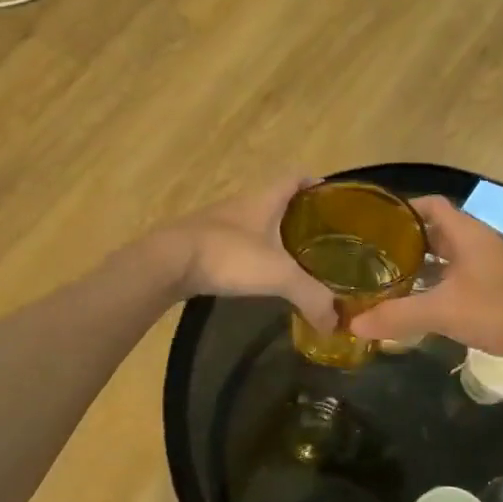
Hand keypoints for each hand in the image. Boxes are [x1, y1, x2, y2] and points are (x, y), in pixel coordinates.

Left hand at [159, 179, 337, 330]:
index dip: (313, 183)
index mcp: (264, 199)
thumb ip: (311, 296)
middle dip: (298, 214)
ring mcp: (219, 224)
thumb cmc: (228, 255)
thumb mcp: (278, 275)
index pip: (294, 178)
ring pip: (255, 222)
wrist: (167, 263)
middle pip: (276, 200)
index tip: (331, 198)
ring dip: (273, 235)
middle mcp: (242, 205)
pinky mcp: (203, 244)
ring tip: (294, 258)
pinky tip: (258, 274)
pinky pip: (236, 243)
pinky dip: (251, 253)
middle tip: (321, 237)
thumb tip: (335, 323)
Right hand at [351, 197, 502, 365]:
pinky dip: (438, 286)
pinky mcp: (499, 289)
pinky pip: (459, 278)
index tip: (372, 225)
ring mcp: (491, 266)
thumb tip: (352, 324)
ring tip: (388, 282)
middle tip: (371, 258)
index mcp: (466, 233)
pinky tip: (422, 306)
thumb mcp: (443, 311)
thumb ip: (397, 316)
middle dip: (405, 243)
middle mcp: (478, 243)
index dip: (402, 209)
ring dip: (421, 267)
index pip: (429, 205)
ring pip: (448, 258)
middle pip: (436, 232)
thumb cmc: (501, 309)